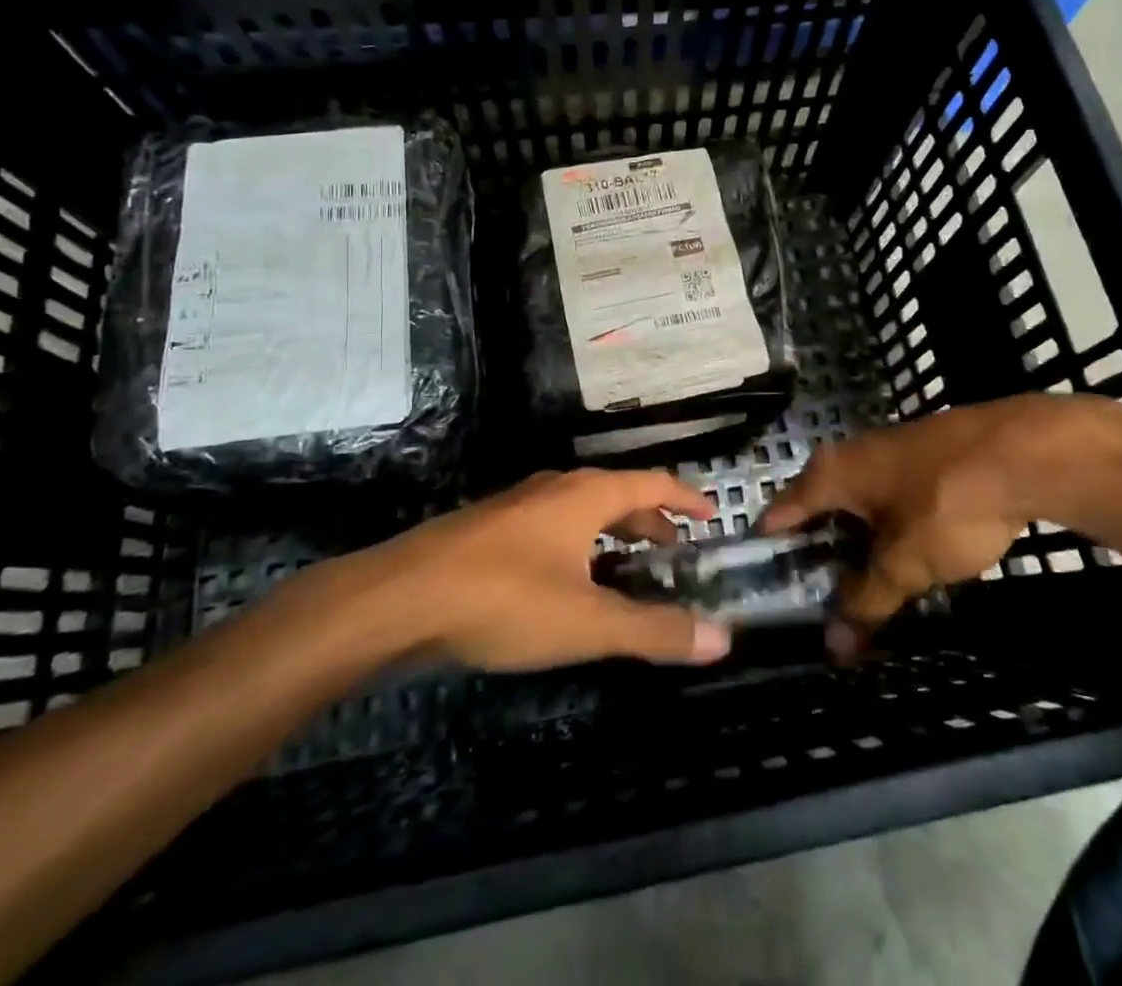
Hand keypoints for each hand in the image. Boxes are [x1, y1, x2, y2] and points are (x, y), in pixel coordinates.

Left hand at [370, 469, 733, 670]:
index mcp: (585, 495)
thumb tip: (722, 639)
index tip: (711, 515)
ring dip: (612, 535)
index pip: (651, 482)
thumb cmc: (503, 599)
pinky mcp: (489, 532)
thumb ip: (654, 631)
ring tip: (629, 572)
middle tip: (675, 554)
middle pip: (616, 495)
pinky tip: (570, 586)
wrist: (399, 599)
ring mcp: (518, 508)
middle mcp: (554, 489)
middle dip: (649, 522)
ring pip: (581, 513)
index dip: (686, 497)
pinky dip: (579, 548)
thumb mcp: (587, 622)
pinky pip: (552, 530)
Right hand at [759, 395, 1121, 652]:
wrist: (1024, 451)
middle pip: (818, 509)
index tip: (767, 592)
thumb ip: (867, 601)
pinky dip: (887, 528)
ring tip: (862, 588)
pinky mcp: (924, 457)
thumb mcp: (904, 563)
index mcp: (831, 474)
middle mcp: (850, 455)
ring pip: (857, 504)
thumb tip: (835, 645)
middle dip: (818, 555)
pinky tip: (906, 555)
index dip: (771, 553)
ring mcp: (889, 452)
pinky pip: (889, 498)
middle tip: (820, 603)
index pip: (780, 513)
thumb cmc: (948, 503)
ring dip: (856, 544)